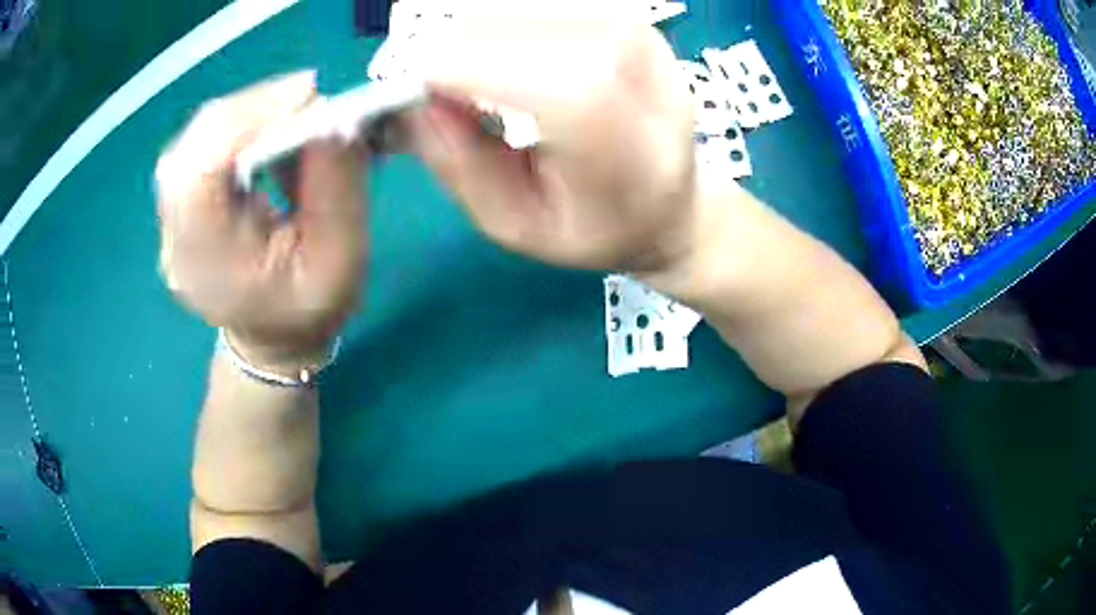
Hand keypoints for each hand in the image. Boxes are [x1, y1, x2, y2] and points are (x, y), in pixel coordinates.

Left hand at [155, 72, 368, 371]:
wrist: (271, 338)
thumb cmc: (308, 309)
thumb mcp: (341, 258)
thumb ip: (338, 185)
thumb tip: (338, 115)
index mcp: (205, 265)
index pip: (200, 173)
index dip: (248, 120)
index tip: (308, 95)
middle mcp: (174, 238)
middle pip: (193, 146)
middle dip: (253, 107)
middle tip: (307, 95)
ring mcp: (170, 218)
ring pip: (195, 138)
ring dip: (248, 112)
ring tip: (294, 112)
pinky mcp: (181, 201)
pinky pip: (202, 144)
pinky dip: (240, 124)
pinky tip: (269, 130)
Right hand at [409, 4, 696, 272]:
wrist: (672, 202)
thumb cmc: (595, 225)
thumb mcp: (515, 224)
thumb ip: (460, 164)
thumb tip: (414, 96)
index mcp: (614, 138)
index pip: (521, 70)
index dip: (453, 68)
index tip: (412, 89)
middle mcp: (631, 66)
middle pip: (512, 22)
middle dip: (455, 46)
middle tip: (440, 88)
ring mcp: (635, 30)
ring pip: (520, 4)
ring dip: (478, 33)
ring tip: (482, 80)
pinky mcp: (627, 14)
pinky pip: (539, 4)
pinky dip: (506, 23)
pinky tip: (512, 57)